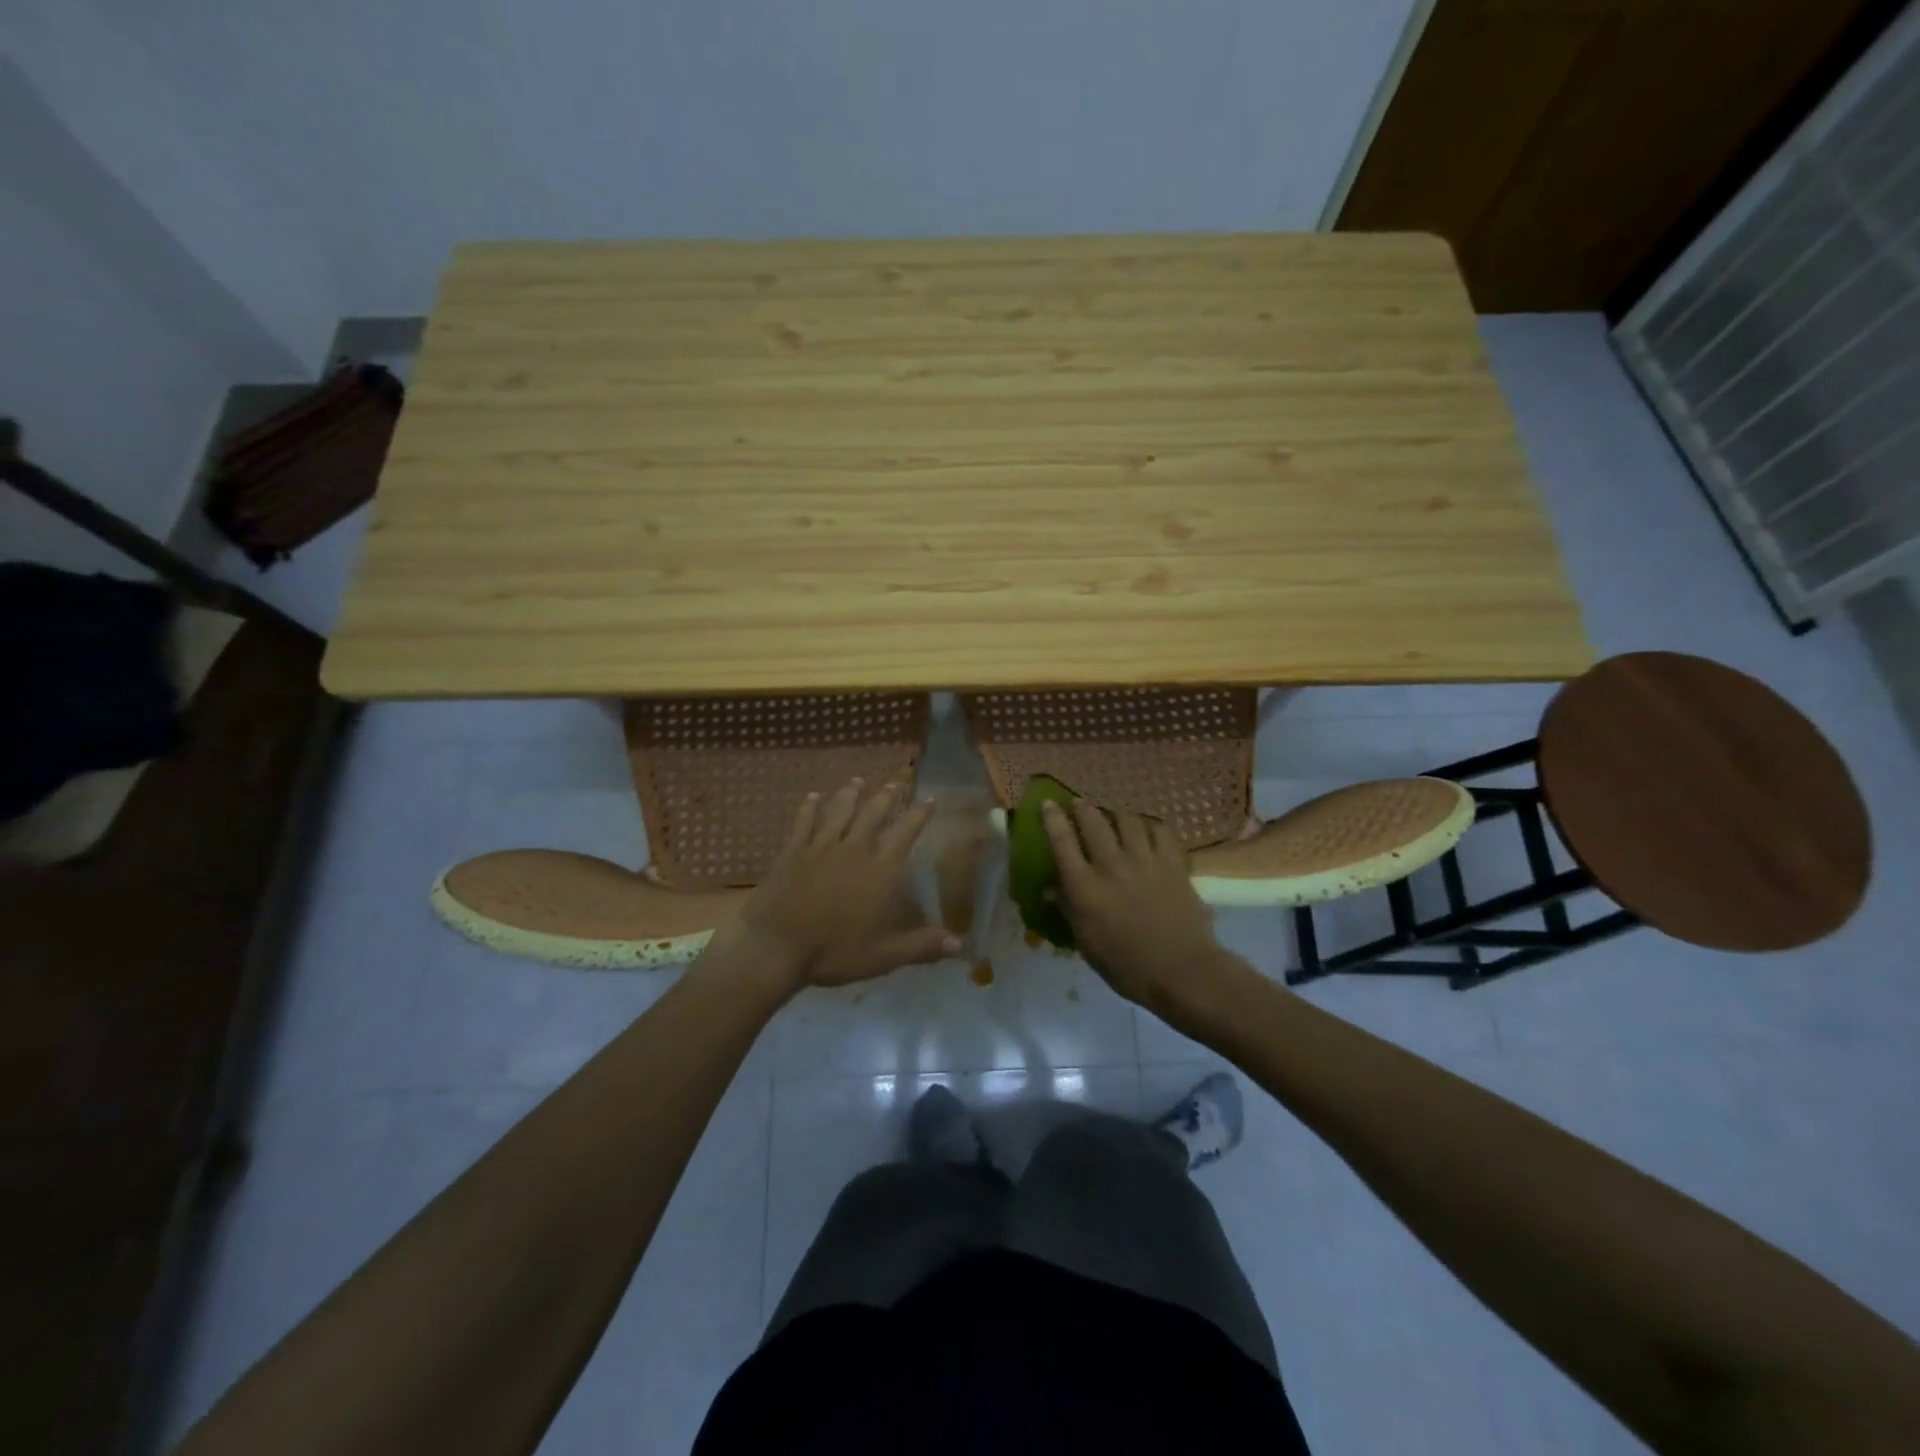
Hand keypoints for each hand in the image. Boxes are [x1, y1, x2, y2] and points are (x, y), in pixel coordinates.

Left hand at [708, 779, 960, 992]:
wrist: (778, 947)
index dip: (919, 815)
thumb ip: (924, 946)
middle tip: (894, 784)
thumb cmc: (836, 952)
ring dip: (850, 794)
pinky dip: (810, 807)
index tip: (929, 799)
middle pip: (873, 814)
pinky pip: (804, 821)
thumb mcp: (886, 956)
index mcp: (881, 871)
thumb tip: (963, 945)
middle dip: (886, 797)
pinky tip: (813, 796)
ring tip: (858, 781)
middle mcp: (855, 849)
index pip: (906, 834)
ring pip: (840, 811)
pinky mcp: (793, 851)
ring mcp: (821, 847)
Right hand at [1042, 798, 1224, 1011]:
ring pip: (1127, 820)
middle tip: (1079, 803)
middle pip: (1093, 822)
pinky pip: (1160, 831)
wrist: (1181, 971)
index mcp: (1084, 887)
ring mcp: (1144, 860)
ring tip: (1113, 813)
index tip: (1048, 804)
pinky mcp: (1172, 863)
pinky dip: (1151, 826)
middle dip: (1083, 808)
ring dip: (1116, 813)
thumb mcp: (1087, 942)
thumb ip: (1068, 909)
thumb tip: (1051, 889)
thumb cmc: (1126, 966)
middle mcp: (1110, 865)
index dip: (1053, 818)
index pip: (1062, 841)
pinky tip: (1148, 828)